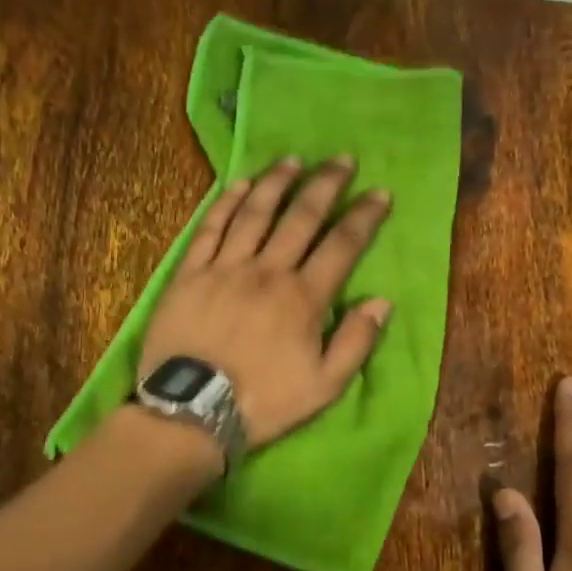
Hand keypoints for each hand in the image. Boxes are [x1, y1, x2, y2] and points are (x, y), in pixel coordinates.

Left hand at [140, 155, 393, 449]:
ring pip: (255, 213)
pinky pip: (211, 228)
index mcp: (304, 298)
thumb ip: (356, 342)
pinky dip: (227, 203)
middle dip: (325, 185)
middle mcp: (267, 271)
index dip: (364, 216)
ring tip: (293, 160)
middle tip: (342, 159)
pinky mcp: (190, 273)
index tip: (380, 193)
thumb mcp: (324, 387)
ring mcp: (225, 268)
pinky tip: (240, 185)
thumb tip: (381, 301)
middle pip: (301, 217)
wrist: (192, 411)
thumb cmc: (263, 402)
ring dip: (277, 183)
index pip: (341, 245)